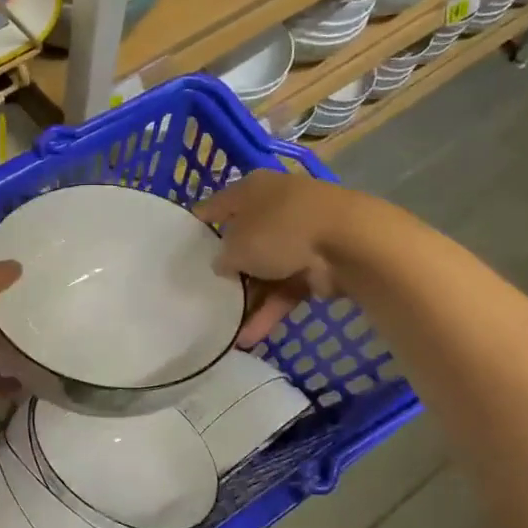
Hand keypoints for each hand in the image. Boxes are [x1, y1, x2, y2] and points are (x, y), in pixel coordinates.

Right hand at [196, 170, 358, 345]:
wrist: (348, 243)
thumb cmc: (279, 230)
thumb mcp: (236, 244)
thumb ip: (221, 256)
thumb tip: (222, 265)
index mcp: (252, 189)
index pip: (216, 207)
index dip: (198, 226)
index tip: (179, 249)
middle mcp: (274, 208)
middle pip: (242, 241)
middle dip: (225, 271)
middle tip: (201, 294)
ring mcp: (298, 238)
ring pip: (264, 271)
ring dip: (247, 301)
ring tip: (223, 329)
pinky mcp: (317, 266)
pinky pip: (285, 290)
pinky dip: (269, 312)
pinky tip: (250, 338)